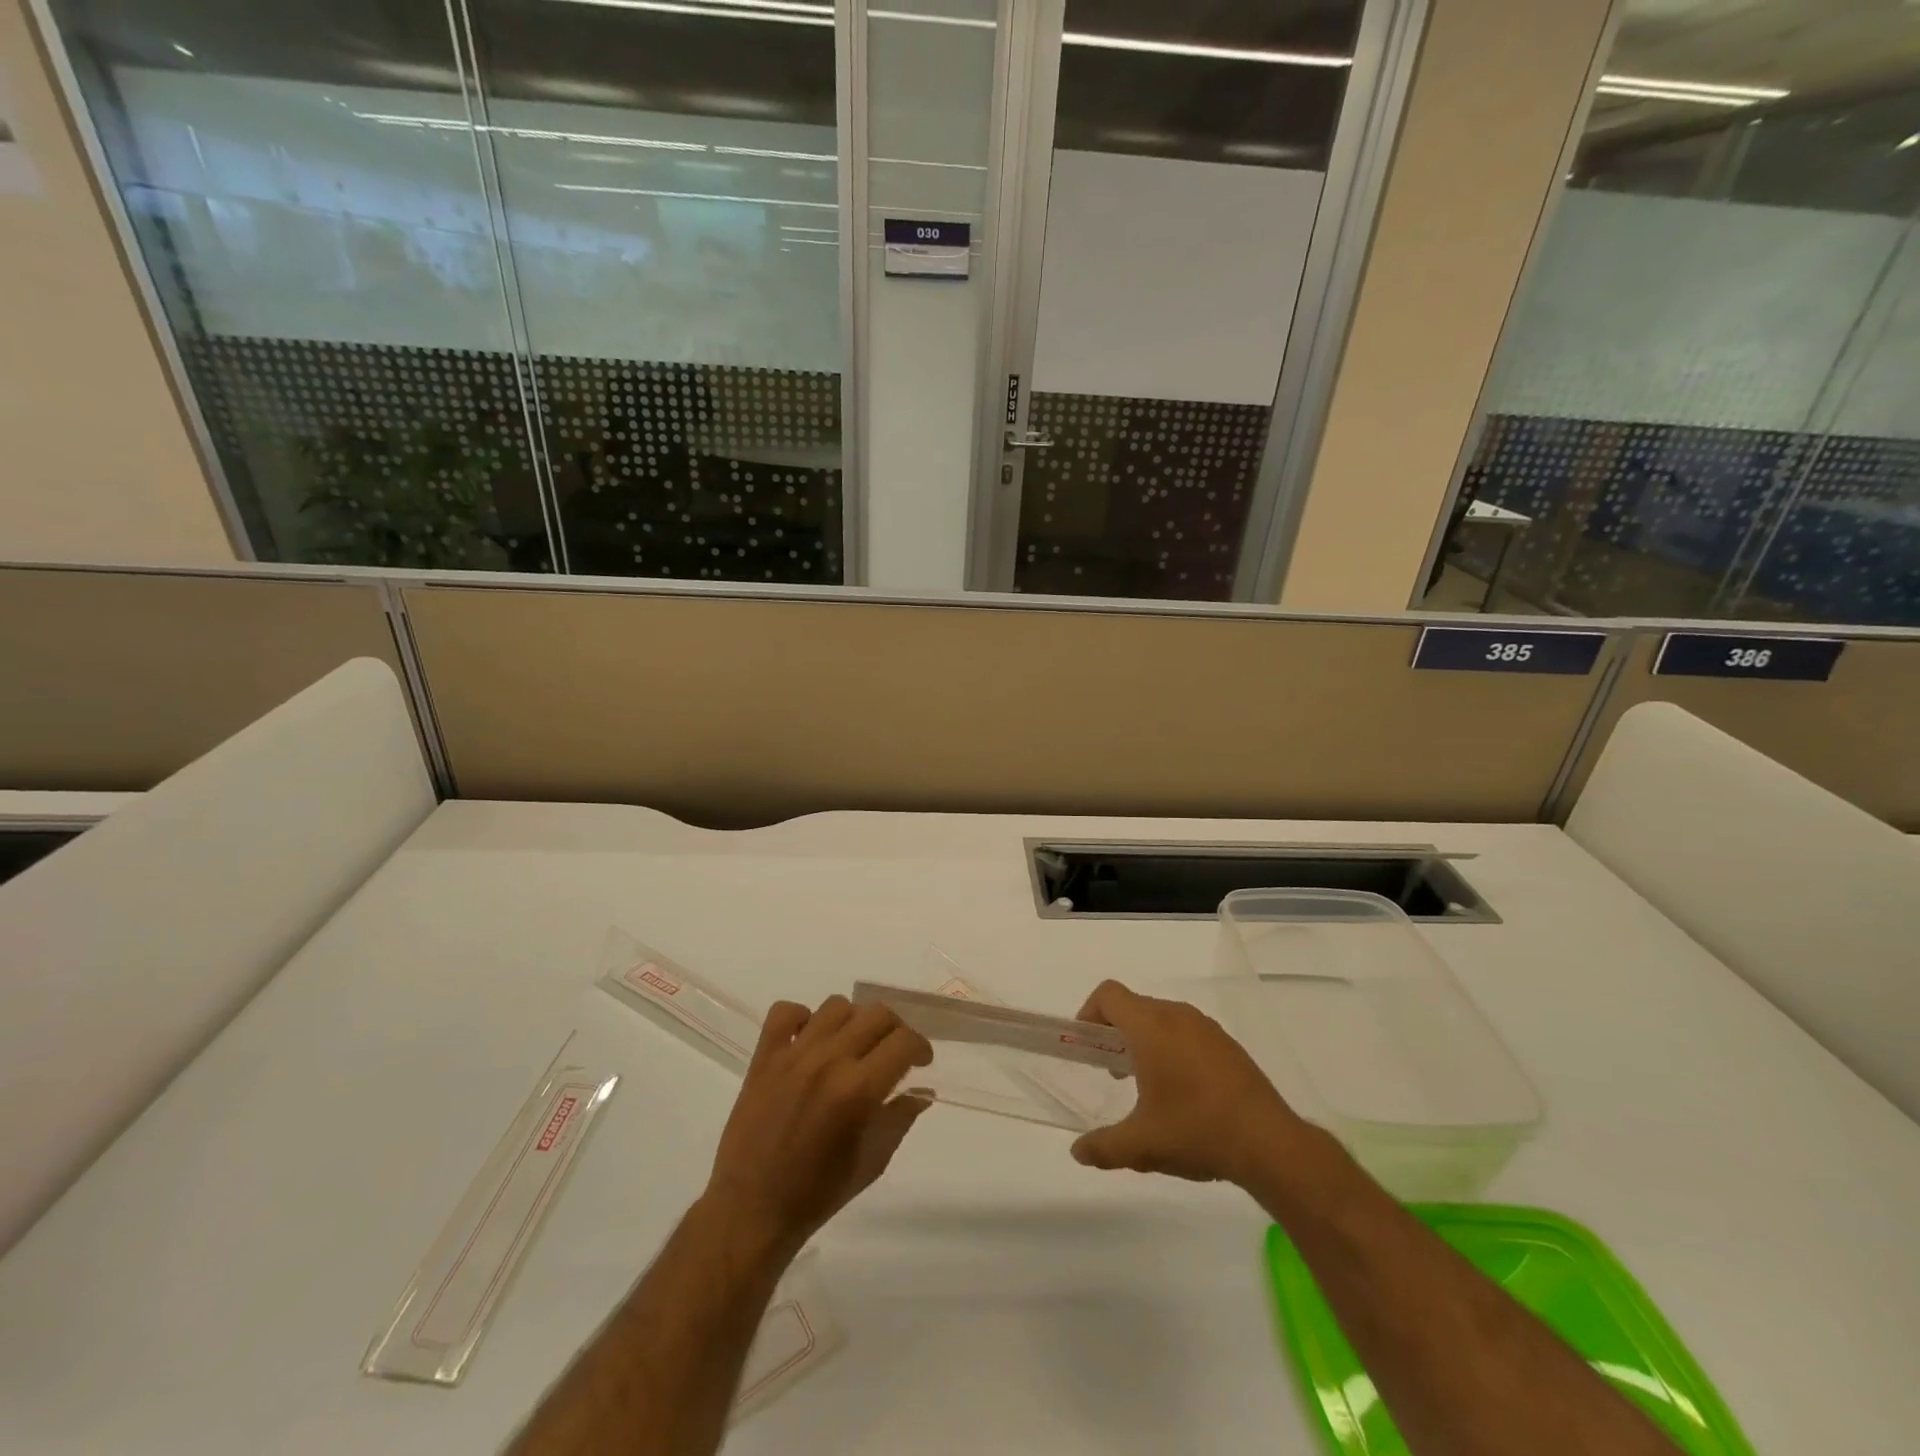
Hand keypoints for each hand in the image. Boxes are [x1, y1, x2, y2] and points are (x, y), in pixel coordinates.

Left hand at [703, 995, 933, 1257]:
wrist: (751, 1210)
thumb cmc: (817, 1194)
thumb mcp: (872, 1162)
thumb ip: (899, 1119)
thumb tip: (922, 1092)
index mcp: (858, 1090)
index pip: (904, 1041)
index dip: (920, 1047)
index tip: (921, 1061)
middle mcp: (829, 1061)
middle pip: (876, 1014)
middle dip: (894, 1030)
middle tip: (891, 1053)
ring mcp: (793, 1055)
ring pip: (836, 1006)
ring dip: (853, 1022)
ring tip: (851, 1046)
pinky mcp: (764, 1057)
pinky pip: (784, 1012)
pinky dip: (801, 1017)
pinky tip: (809, 1040)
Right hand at [1069, 980, 1302, 1185]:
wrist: (1270, 1144)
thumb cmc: (1197, 1131)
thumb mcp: (1142, 1145)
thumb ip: (1103, 1146)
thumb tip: (1078, 1151)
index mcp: (1151, 1027)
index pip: (1109, 994)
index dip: (1090, 1012)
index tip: (1087, 1046)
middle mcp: (1178, 1016)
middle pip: (1134, 1006)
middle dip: (1115, 1032)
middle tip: (1112, 1072)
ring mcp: (1207, 1028)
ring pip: (1162, 1018)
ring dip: (1145, 1040)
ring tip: (1147, 1086)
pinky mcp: (1228, 1045)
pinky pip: (1187, 1032)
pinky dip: (1173, 1048)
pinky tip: (1183, 1093)